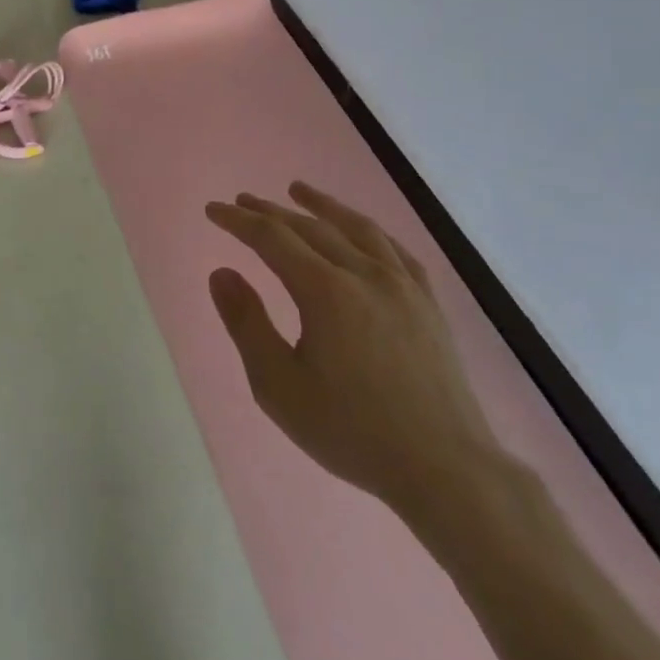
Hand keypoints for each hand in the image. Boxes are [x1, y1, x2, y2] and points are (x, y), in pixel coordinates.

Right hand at [205, 183, 504, 534]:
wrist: (445, 469)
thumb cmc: (352, 431)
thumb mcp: (279, 387)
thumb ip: (247, 324)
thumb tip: (221, 273)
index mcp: (325, 291)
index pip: (272, 238)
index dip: (238, 221)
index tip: (213, 210)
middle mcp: (364, 274)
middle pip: (310, 227)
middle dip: (271, 211)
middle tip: (243, 201)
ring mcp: (402, 285)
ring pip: (356, 227)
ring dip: (322, 205)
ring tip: (298, 190)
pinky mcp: (428, 302)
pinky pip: (394, 249)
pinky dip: (368, 231)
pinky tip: (360, 231)